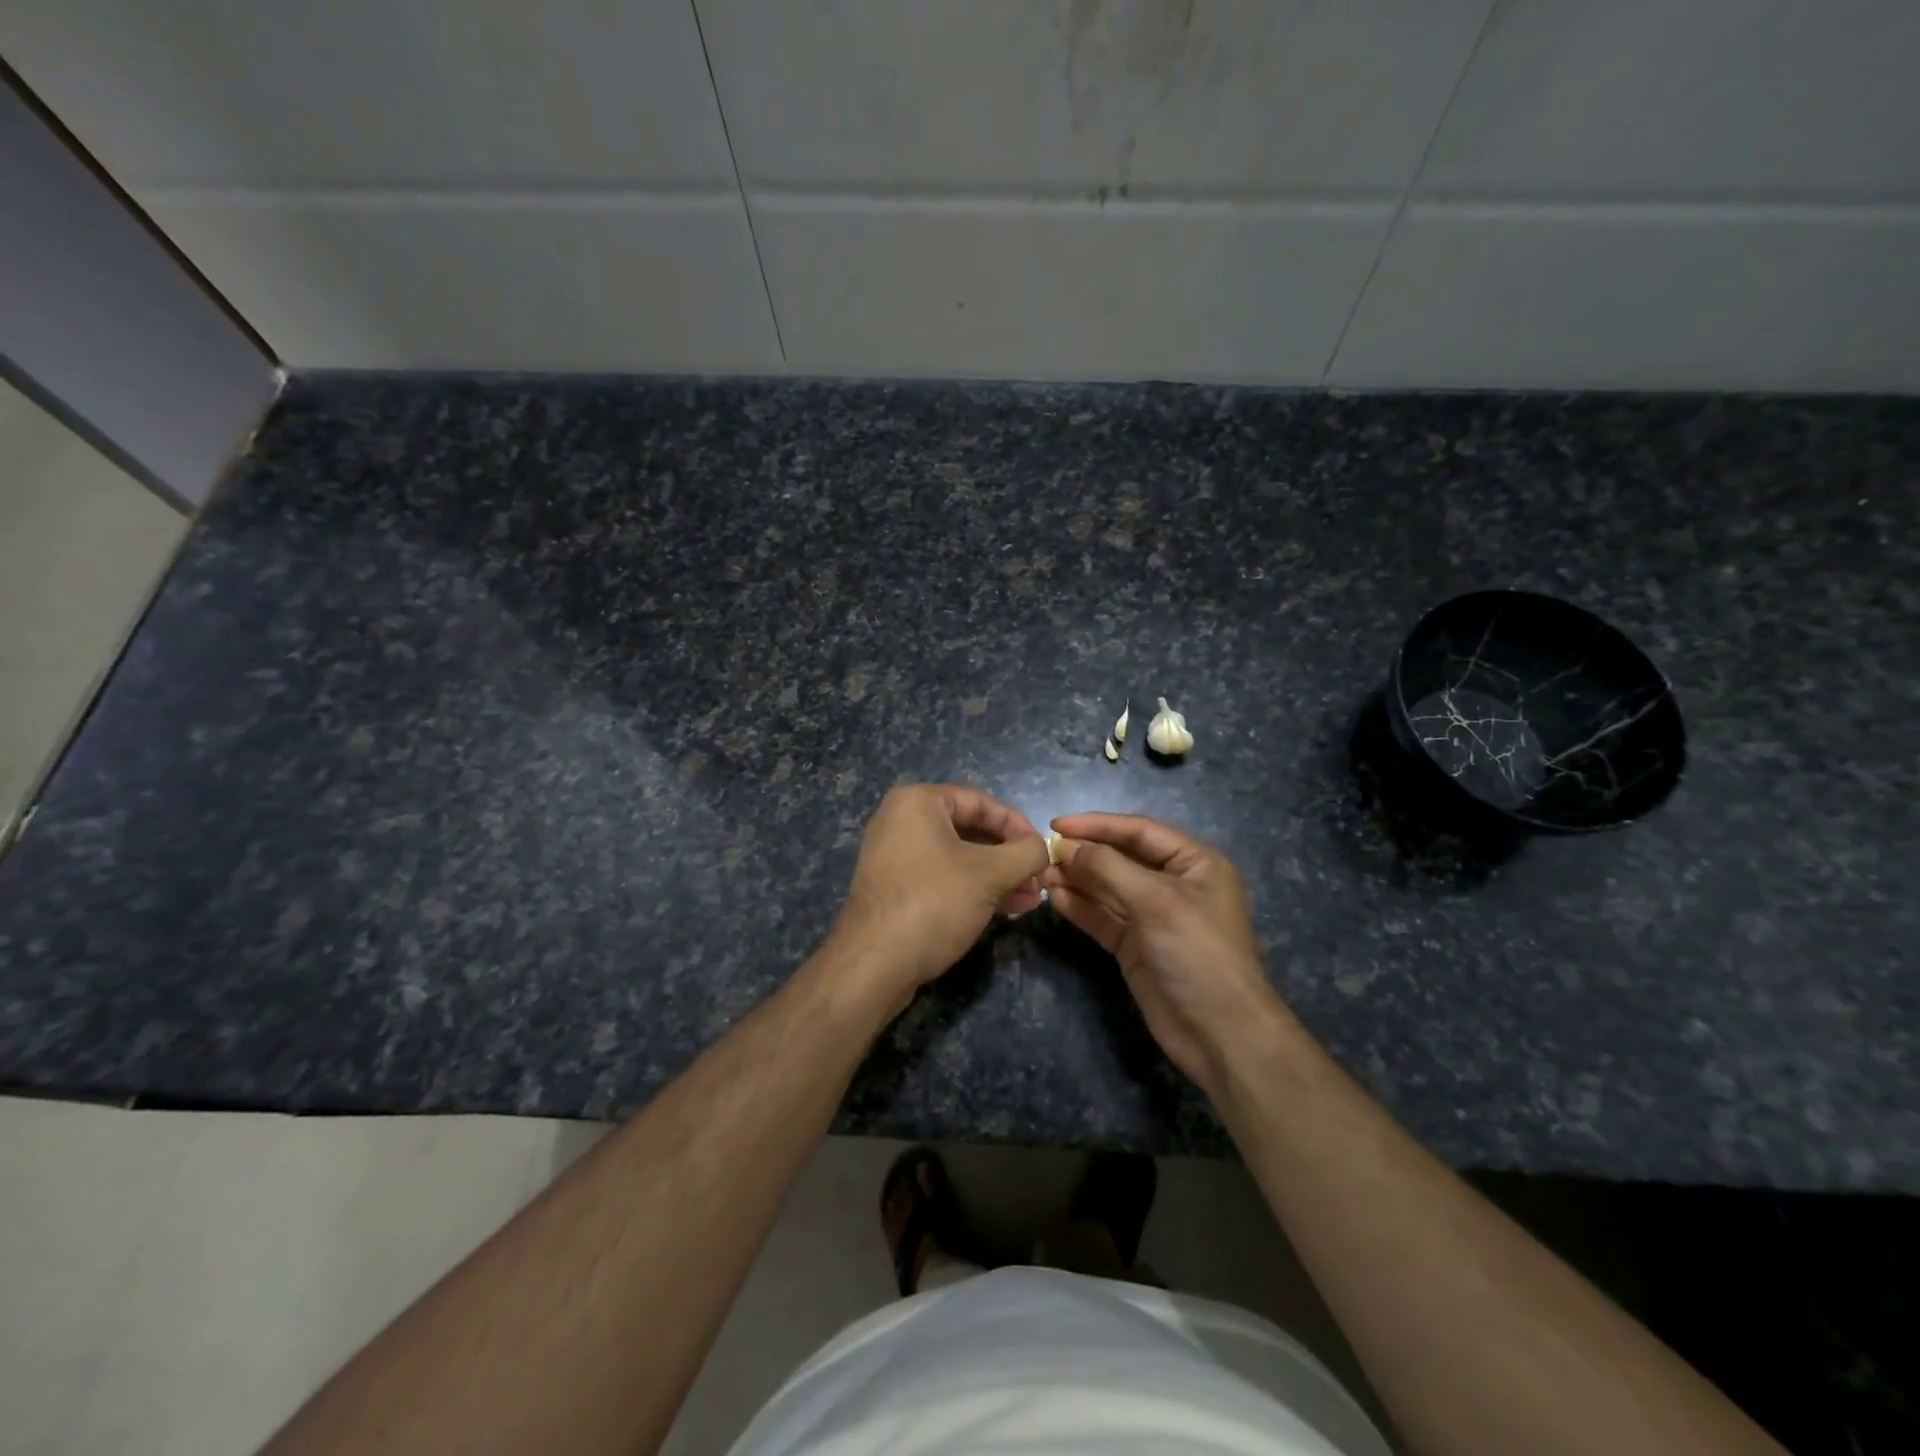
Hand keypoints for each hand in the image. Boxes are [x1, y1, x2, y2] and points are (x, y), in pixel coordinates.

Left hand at [828, 784, 1049, 1013]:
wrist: (873, 964)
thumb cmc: (933, 903)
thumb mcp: (990, 874)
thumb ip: (1026, 854)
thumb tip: (1043, 849)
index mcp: (918, 801)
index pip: (982, 802)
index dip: (1019, 826)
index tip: (1043, 853)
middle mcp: (901, 819)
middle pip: (970, 829)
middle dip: (1009, 857)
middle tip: (1037, 881)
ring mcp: (894, 854)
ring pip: (959, 856)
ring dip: (997, 876)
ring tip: (1028, 900)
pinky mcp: (894, 886)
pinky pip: (942, 876)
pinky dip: (973, 888)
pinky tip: (1004, 909)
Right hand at [1043, 813, 1287, 1093]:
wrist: (1220, 1034)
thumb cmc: (1197, 953)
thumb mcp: (1156, 901)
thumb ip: (1108, 868)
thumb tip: (1067, 845)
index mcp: (1194, 863)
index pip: (1139, 831)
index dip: (1098, 825)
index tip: (1056, 824)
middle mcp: (1174, 884)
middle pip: (1121, 857)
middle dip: (1084, 854)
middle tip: (1043, 853)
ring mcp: (1153, 916)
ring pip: (1108, 888)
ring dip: (1076, 879)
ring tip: (1041, 874)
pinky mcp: (1136, 946)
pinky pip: (1103, 917)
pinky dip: (1080, 907)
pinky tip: (1054, 898)